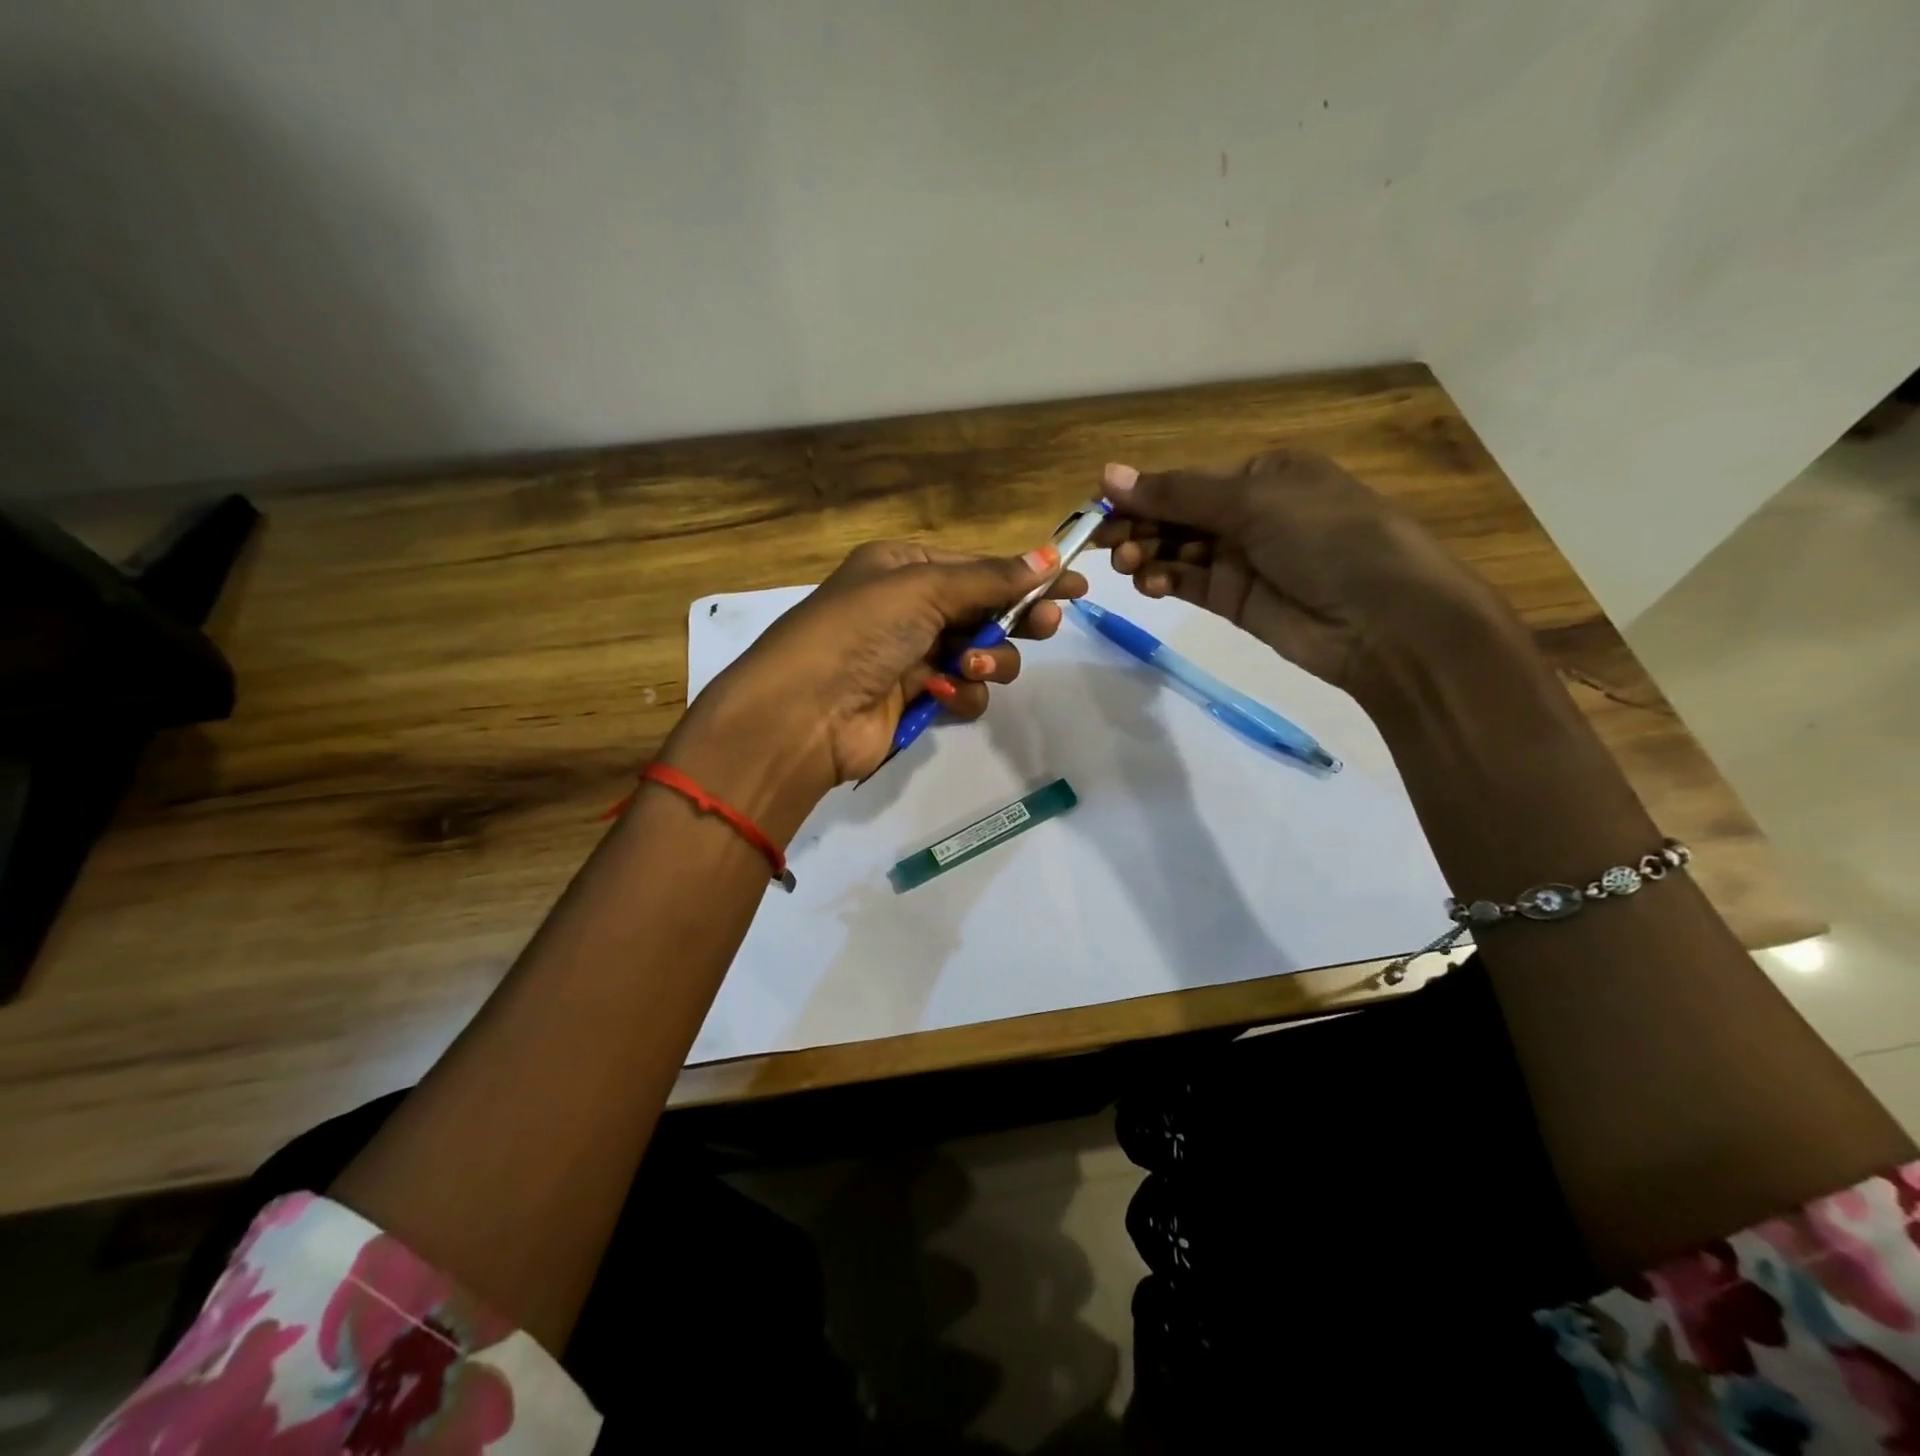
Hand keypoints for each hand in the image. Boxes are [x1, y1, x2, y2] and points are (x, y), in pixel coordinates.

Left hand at [663, 539, 1083, 839]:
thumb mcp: (924, 588)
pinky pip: (964, 691)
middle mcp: (908, 609)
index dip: (1026, 575)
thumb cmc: (860, 631)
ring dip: (988, 659)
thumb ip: (990, 578)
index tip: (1074, 583)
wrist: (804, 713)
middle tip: (1046, 625)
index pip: (978, 567)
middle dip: (1017, 618)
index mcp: (902, 567)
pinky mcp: (916, 701)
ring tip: (970, 665)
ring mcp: (912, 657)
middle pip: (985, 610)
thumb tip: (1049, 554)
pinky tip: (942, 694)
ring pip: (982, 654)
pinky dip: (962, 693)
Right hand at [1094, 454, 1522, 709]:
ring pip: (1178, 551)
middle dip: (1140, 525)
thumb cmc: (1327, 537)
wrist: (1384, 620)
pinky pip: (1189, 584)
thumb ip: (1178, 493)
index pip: (1188, 480)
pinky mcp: (1236, 601)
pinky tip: (1148, 583)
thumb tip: (1108, 475)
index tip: (1098, 506)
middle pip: (1178, 515)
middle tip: (1102, 542)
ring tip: (1125, 563)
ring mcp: (1243, 559)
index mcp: (1265, 474)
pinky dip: (1165, 580)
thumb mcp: (1254, 501)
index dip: (1142, 492)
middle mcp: (1252, 513)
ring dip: (1147, 553)